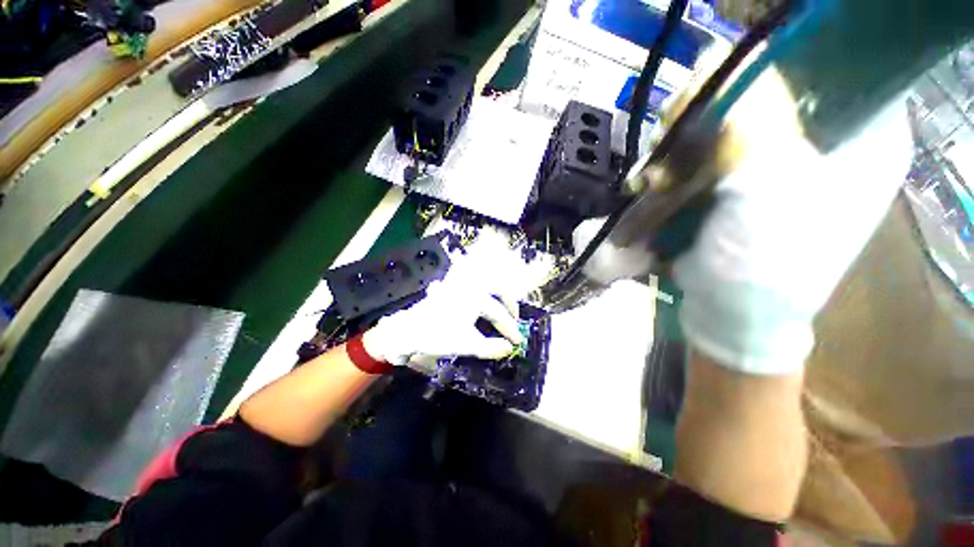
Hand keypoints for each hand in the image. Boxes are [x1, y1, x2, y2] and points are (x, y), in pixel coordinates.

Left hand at [362, 279, 524, 366]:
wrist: (408, 330)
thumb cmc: (439, 335)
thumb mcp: (467, 344)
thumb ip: (491, 347)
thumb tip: (509, 348)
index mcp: (476, 297)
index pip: (499, 313)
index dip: (510, 328)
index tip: (518, 341)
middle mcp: (470, 285)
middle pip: (497, 287)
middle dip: (509, 302)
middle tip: (514, 317)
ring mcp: (459, 283)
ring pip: (484, 278)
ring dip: (496, 290)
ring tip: (501, 304)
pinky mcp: (450, 285)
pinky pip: (468, 277)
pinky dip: (478, 282)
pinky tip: (479, 288)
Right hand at [575, 69, 912, 375]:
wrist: (729, 315)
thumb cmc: (763, 265)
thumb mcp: (768, 188)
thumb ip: (754, 116)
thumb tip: (722, 57)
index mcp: (863, 135)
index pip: (828, 59)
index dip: (770, 59)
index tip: (720, 87)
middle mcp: (826, 141)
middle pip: (768, 87)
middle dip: (713, 105)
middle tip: (676, 131)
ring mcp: (777, 161)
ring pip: (728, 118)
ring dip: (685, 138)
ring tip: (661, 172)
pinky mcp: (738, 180)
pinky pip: (706, 149)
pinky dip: (677, 160)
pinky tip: (659, 181)